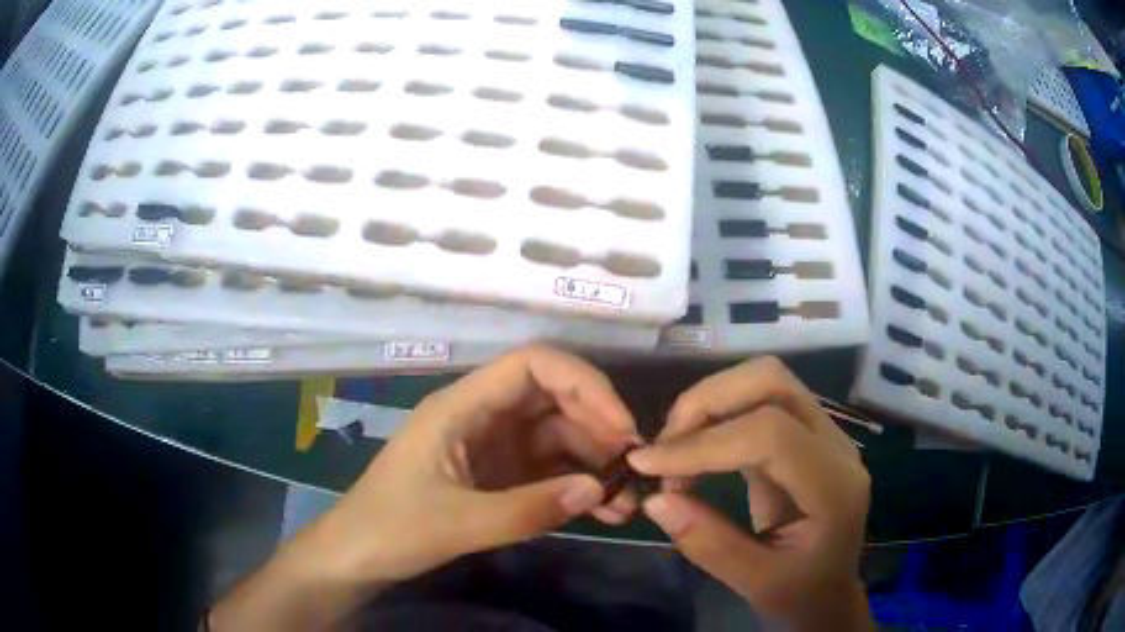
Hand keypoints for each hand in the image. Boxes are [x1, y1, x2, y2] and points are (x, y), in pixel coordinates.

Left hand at [309, 345, 640, 585]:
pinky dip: (576, 485)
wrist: (357, 558)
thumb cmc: (390, 530)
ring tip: (626, 500)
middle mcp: (481, 417)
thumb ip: (527, 510)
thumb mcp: (457, 524)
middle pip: (552, 399)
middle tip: (633, 467)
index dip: (583, 384)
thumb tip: (599, 488)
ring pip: (556, 437)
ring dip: (594, 462)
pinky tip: (603, 509)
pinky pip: (547, 471)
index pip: (531, 365)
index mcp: (460, 406)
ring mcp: (491, 448)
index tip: (621, 426)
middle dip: (598, 426)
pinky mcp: (497, 477)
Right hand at [628, 357, 871, 628]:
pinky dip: (719, 414)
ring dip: (710, 402)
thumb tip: (655, 500)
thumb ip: (708, 543)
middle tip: (664, 448)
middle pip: (772, 382)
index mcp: (834, 487)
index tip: (648, 466)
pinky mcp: (805, 433)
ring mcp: (824, 433)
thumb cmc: (800, 592)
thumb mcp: (754, 582)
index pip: (772, 435)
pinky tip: (696, 450)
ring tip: (675, 448)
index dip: (705, 444)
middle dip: (707, 402)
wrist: (831, 591)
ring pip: (765, 380)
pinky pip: (761, 400)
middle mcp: (836, 446)